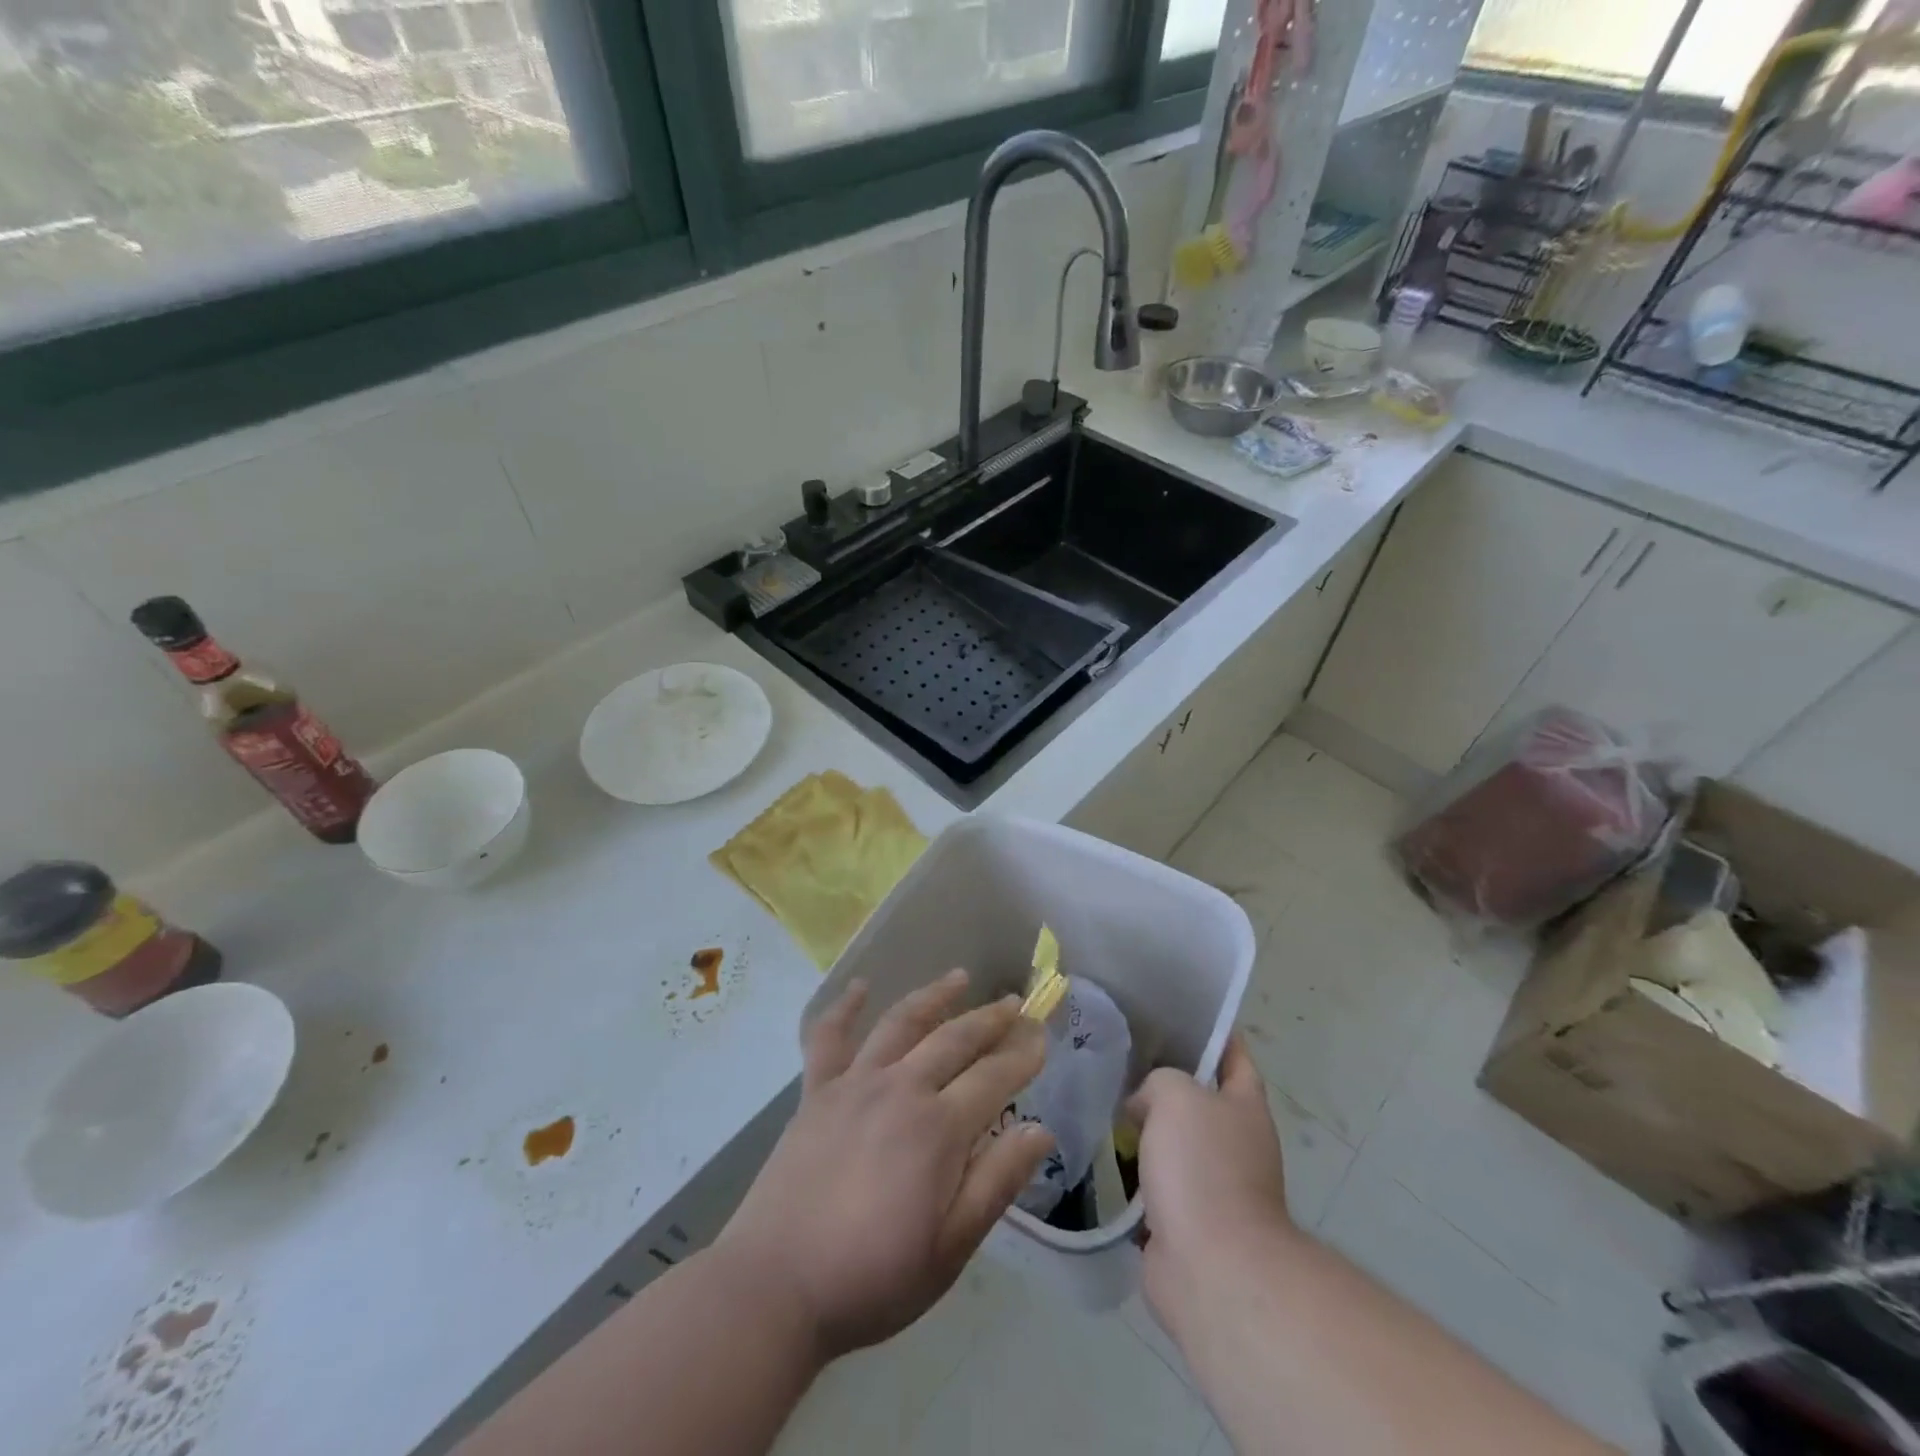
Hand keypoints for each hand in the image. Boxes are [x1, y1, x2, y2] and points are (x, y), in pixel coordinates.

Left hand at [715, 969, 1051, 1362]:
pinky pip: (828, 1037)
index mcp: (938, 1128)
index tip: (1042, 1035)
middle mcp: (900, 1089)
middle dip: (990, 1019)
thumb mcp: (951, 1248)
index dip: (1022, 1054)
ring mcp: (854, 1084)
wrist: (776, 1286)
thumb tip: (1040, 1130)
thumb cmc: (873, 1277)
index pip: (993, 1077)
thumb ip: (997, 1182)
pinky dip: (844, 1008)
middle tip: (1015, 1002)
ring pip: (901, 1023)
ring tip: (959, 977)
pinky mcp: (816, 1092)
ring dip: (934, 996)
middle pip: (954, 1039)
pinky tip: (860, 987)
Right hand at [1129, 1036, 1295, 1337]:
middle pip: (1198, 1098)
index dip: (1210, 1033)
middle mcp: (1235, 1142)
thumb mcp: (1177, 1094)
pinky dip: (1131, 1170)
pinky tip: (1098, 1151)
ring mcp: (1211, 1184)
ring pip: (1171, 1140)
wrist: (1210, 1268)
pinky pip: (1153, 1181)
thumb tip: (1143, 1106)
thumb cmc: (1203, 1168)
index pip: (1234, 1055)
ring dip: (1142, 1128)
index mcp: (1245, 1107)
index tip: (1172, 1014)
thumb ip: (1158, 1081)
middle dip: (1163, 1080)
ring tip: (1100, 1100)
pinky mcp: (1183, 1219)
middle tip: (1119, 1056)